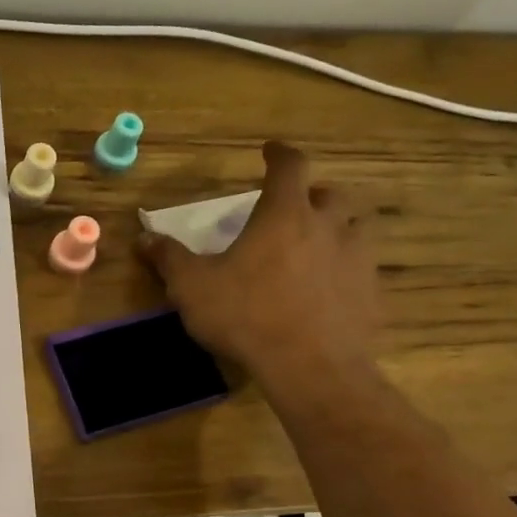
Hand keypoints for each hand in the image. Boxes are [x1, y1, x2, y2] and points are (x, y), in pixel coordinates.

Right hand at [140, 142, 380, 406]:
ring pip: (357, 228)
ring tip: (320, 243)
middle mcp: (328, 227)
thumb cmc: (246, 315)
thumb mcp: (193, 287)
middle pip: (331, 194)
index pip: (290, 166)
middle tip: (296, 206)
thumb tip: (144, 237)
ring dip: (339, 228)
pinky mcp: (371, 294)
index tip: (271, 150)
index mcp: (284, 215)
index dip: (280, 154)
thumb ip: (169, 258)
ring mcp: (357, 260)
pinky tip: (330, 290)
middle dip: (313, 194)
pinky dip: (347, 270)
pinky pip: (363, 270)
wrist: (310, 367)